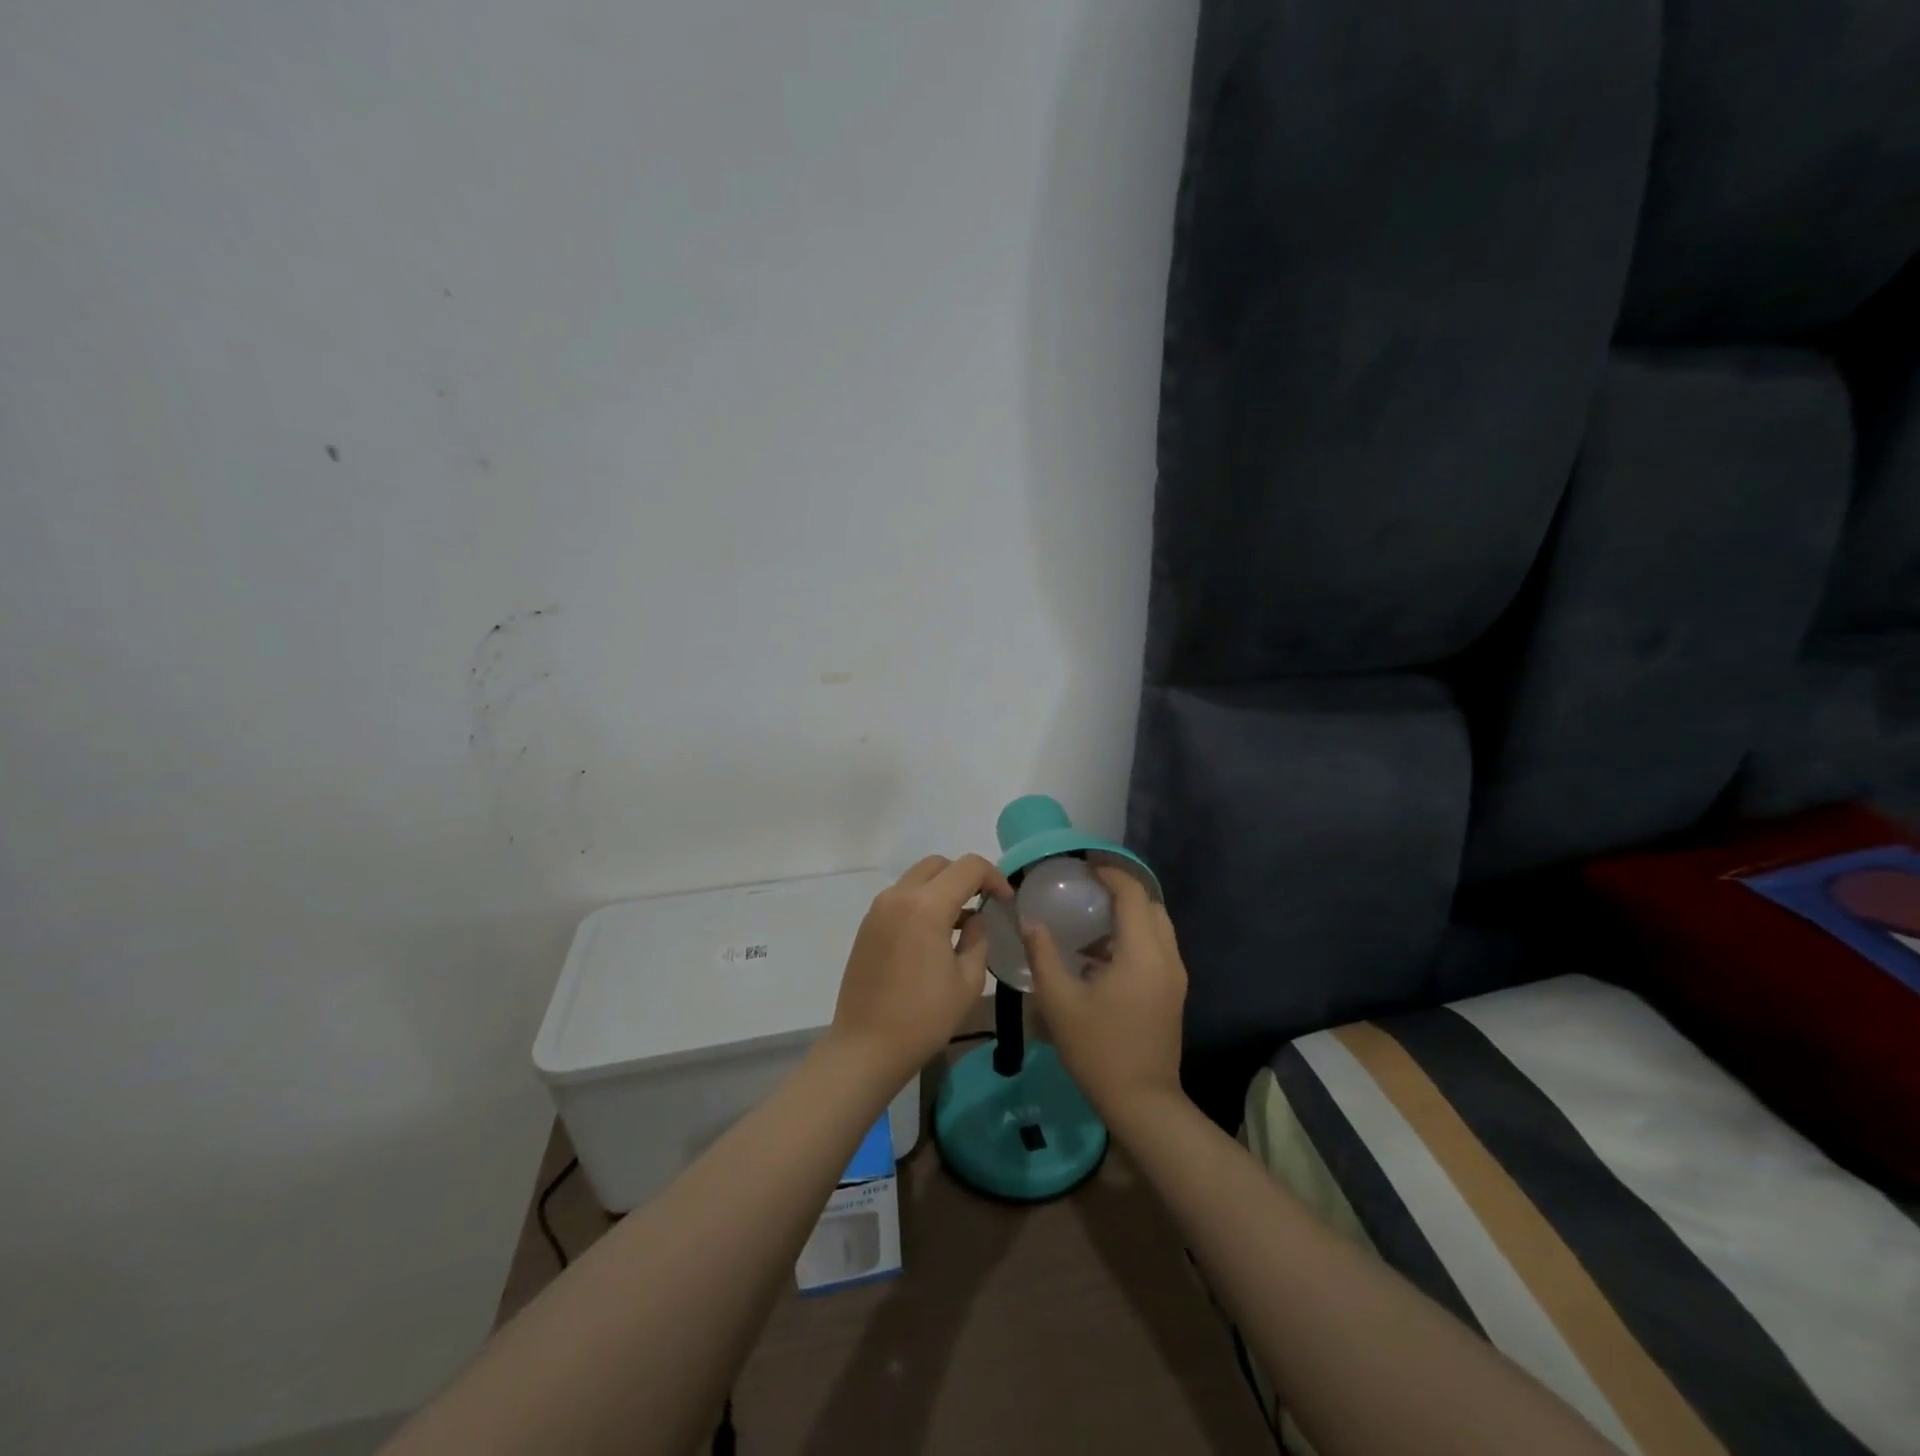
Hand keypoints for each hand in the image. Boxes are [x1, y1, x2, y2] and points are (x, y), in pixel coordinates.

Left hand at [828, 855, 1013, 1088]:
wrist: (866, 1048)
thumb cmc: (924, 1018)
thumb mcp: (968, 981)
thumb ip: (978, 939)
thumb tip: (975, 919)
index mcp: (926, 906)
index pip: (968, 867)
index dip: (994, 877)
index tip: (1006, 900)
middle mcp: (898, 897)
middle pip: (939, 865)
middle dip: (966, 877)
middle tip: (984, 903)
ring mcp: (878, 910)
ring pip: (917, 878)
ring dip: (942, 889)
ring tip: (961, 924)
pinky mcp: (867, 926)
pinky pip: (901, 898)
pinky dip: (922, 903)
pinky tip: (934, 936)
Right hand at [1026, 867, 1187, 1127]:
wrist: (1142, 1102)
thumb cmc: (1098, 1049)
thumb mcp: (1059, 1001)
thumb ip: (1043, 954)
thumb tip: (1030, 920)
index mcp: (1142, 954)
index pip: (1132, 895)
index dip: (1110, 874)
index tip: (1084, 866)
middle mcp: (1166, 958)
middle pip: (1151, 906)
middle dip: (1122, 891)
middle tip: (1086, 889)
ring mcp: (1174, 977)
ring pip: (1157, 928)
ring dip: (1128, 916)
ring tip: (1089, 921)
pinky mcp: (1173, 993)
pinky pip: (1156, 948)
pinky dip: (1133, 938)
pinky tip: (1099, 957)